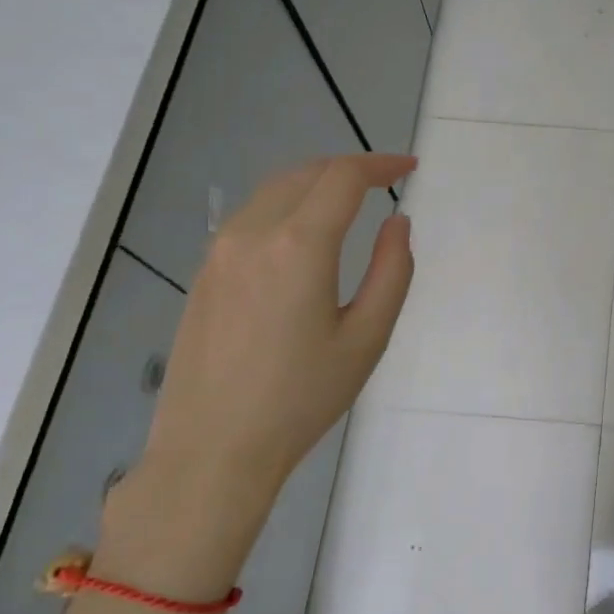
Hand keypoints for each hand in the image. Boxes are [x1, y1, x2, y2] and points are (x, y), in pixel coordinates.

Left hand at [99, 154, 414, 598]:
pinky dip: (285, 206)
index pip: (343, 177)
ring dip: (315, 183)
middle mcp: (252, 233)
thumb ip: (392, 271)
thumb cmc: (302, 398)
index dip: (380, 164)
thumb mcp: (367, 338)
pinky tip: (303, 235)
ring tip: (349, 202)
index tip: (409, 168)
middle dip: (349, 168)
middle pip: (305, 173)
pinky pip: (250, 217)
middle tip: (384, 182)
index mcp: (299, 246)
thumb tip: (398, 223)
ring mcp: (219, 251)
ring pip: (273, 191)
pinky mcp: (203, 273)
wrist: (213, 449)